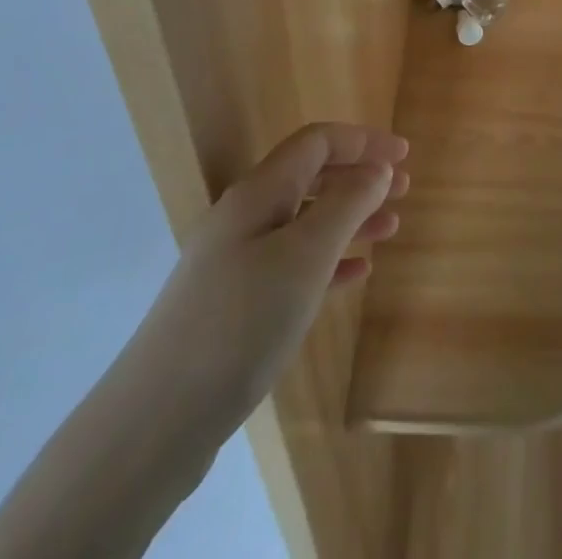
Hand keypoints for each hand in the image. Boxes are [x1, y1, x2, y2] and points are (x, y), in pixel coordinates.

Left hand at [116, 123, 410, 453]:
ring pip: (306, 222)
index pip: (317, 143)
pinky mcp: (237, 305)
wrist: (157, 421)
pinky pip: (294, 265)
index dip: (363, 140)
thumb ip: (346, 204)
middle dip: (360, 177)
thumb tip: (377, 168)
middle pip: (312, 177)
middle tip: (404, 189)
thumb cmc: (241, 322)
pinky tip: (357, 274)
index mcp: (260, 192)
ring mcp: (238, 262)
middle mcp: (247, 216)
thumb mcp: (305, 256)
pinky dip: (330, 261)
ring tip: (391, 228)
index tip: (404, 153)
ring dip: (350, 218)